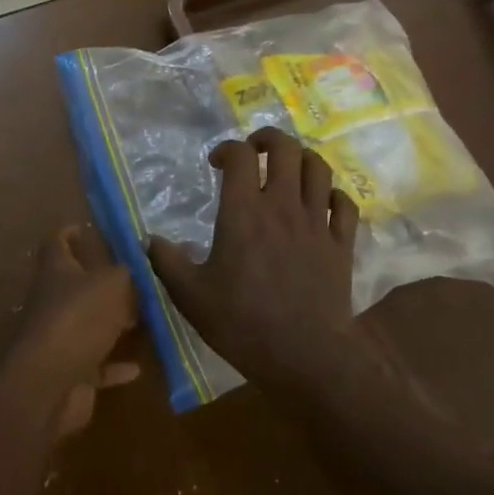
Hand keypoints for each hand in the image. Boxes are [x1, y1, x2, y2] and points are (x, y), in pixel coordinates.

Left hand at [0, 229, 139, 494]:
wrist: (48, 384)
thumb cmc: (78, 318)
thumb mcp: (114, 284)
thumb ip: (130, 272)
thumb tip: (142, 262)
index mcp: (56, 271)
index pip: (57, 243)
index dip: (68, 233)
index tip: (84, 228)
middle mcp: (53, 302)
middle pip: (74, 285)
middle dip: (100, 280)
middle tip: (134, 277)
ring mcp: (58, 339)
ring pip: (87, 324)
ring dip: (111, 323)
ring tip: (143, 317)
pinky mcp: (69, 372)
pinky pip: (96, 364)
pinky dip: (115, 365)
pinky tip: (138, 367)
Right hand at [148, 128, 362, 392]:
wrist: (305, 355)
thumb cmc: (242, 323)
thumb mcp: (191, 296)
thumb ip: (167, 262)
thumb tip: (148, 239)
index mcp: (243, 212)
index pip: (240, 155)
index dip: (227, 148)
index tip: (216, 163)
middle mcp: (282, 205)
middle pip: (286, 148)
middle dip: (268, 139)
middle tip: (255, 151)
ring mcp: (317, 222)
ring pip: (318, 167)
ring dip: (301, 159)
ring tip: (288, 169)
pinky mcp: (342, 243)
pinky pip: (344, 203)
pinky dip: (332, 194)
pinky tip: (321, 203)